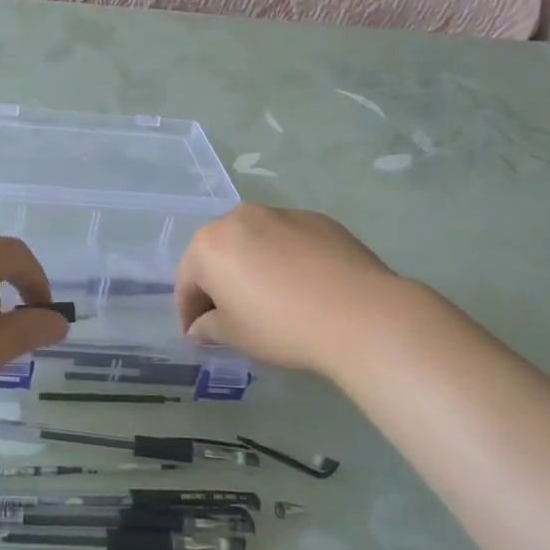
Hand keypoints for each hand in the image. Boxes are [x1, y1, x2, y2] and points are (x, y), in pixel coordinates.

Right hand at [176, 205, 402, 374]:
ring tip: (268, 299)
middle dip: (218, 284)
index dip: (188, 312)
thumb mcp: (235, 335)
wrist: (362, 315)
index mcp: (209, 244)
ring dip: (251, 267)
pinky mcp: (317, 220)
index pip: (187, 281)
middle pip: (218, 254)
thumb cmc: (282, 326)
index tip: (196, 335)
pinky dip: (284, 260)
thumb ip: (208, 328)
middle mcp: (239, 218)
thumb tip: (200, 328)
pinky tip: (302, 287)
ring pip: (253, 243)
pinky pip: (287, 241)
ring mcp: (281, 214)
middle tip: (229, 316)